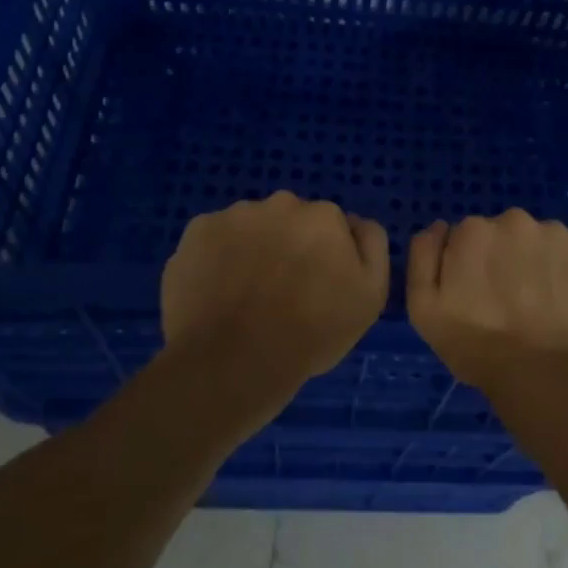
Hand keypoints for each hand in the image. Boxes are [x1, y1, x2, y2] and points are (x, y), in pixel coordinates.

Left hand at [161, 192, 388, 388]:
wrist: (232, 364)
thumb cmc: (310, 334)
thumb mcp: (370, 296)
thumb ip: (372, 246)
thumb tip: (356, 223)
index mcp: (323, 216)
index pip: (329, 226)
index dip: (325, 256)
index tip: (316, 287)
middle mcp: (279, 203)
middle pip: (289, 220)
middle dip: (287, 245)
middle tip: (281, 291)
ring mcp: (233, 215)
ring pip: (250, 226)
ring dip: (252, 248)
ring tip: (245, 296)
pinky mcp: (195, 232)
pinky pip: (214, 239)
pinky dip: (216, 258)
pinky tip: (217, 292)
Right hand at [406, 209, 567, 390]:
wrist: (546, 377)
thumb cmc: (477, 348)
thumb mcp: (424, 310)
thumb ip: (423, 257)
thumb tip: (441, 226)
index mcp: (473, 231)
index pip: (468, 238)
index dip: (472, 267)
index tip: (478, 296)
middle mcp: (515, 220)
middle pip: (506, 235)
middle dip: (506, 259)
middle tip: (510, 304)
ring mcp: (557, 233)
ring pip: (542, 242)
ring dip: (539, 263)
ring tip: (543, 307)